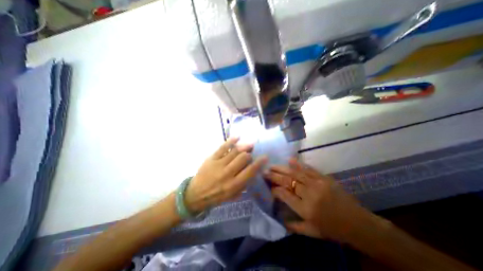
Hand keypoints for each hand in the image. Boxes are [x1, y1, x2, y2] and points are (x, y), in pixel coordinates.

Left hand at [185, 139, 267, 214]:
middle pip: (243, 158)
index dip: (259, 162)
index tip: (265, 156)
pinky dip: (231, 141)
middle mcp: (227, 173)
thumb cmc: (216, 197)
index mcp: (234, 185)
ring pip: (235, 151)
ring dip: (244, 146)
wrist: (195, 194)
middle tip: (251, 152)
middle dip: (249, 154)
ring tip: (249, 143)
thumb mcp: (232, 196)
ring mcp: (218, 164)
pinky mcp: (211, 158)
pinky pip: (222, 147)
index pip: (250, 170)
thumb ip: (244, 184)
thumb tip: (253, 171)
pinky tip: (238, 137)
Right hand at [266, 158, 369, 242]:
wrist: (359, 224)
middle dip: (274, 175)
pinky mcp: (324, 178)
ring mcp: (317, 184)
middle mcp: (309, 195)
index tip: (268, 186)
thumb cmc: (333, 230)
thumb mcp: (312, 232)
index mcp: (305, 210)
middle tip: (264, 171)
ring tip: (272, 165)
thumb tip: (279, 218)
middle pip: (288, 181)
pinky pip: (308, 169)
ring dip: (282, 168)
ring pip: (295, 173)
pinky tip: (289, 160)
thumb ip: (294, 226)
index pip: (284, 195)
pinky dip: (298, 164)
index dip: (274, 189)